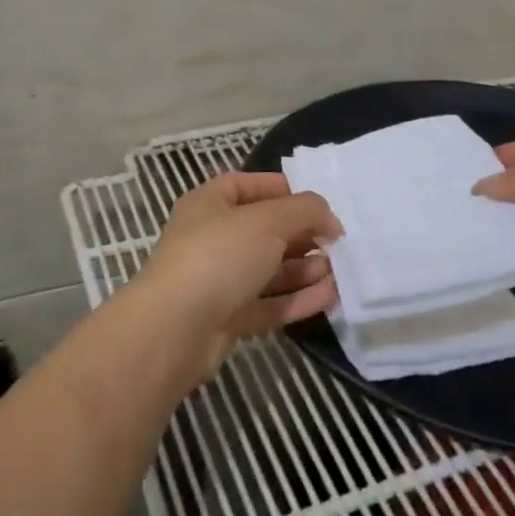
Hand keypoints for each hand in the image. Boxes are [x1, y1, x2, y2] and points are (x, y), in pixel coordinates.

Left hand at [133, 172, 341, 375]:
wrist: (175, 329)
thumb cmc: (219, 256)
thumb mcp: (268, 220)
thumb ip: (306, 211)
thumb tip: (330, 220)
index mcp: (209, 204)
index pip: (247, 185)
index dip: (282, 189)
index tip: (317, 203)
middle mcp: (212, 239)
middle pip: (264, 230)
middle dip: (301, 234)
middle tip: (336, 242)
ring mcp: (219, 281)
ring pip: (269, 270)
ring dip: (304, 268)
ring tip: (338, 270)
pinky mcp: (228, 319)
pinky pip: (269, 303)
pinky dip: (298, 299)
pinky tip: (330, 296)